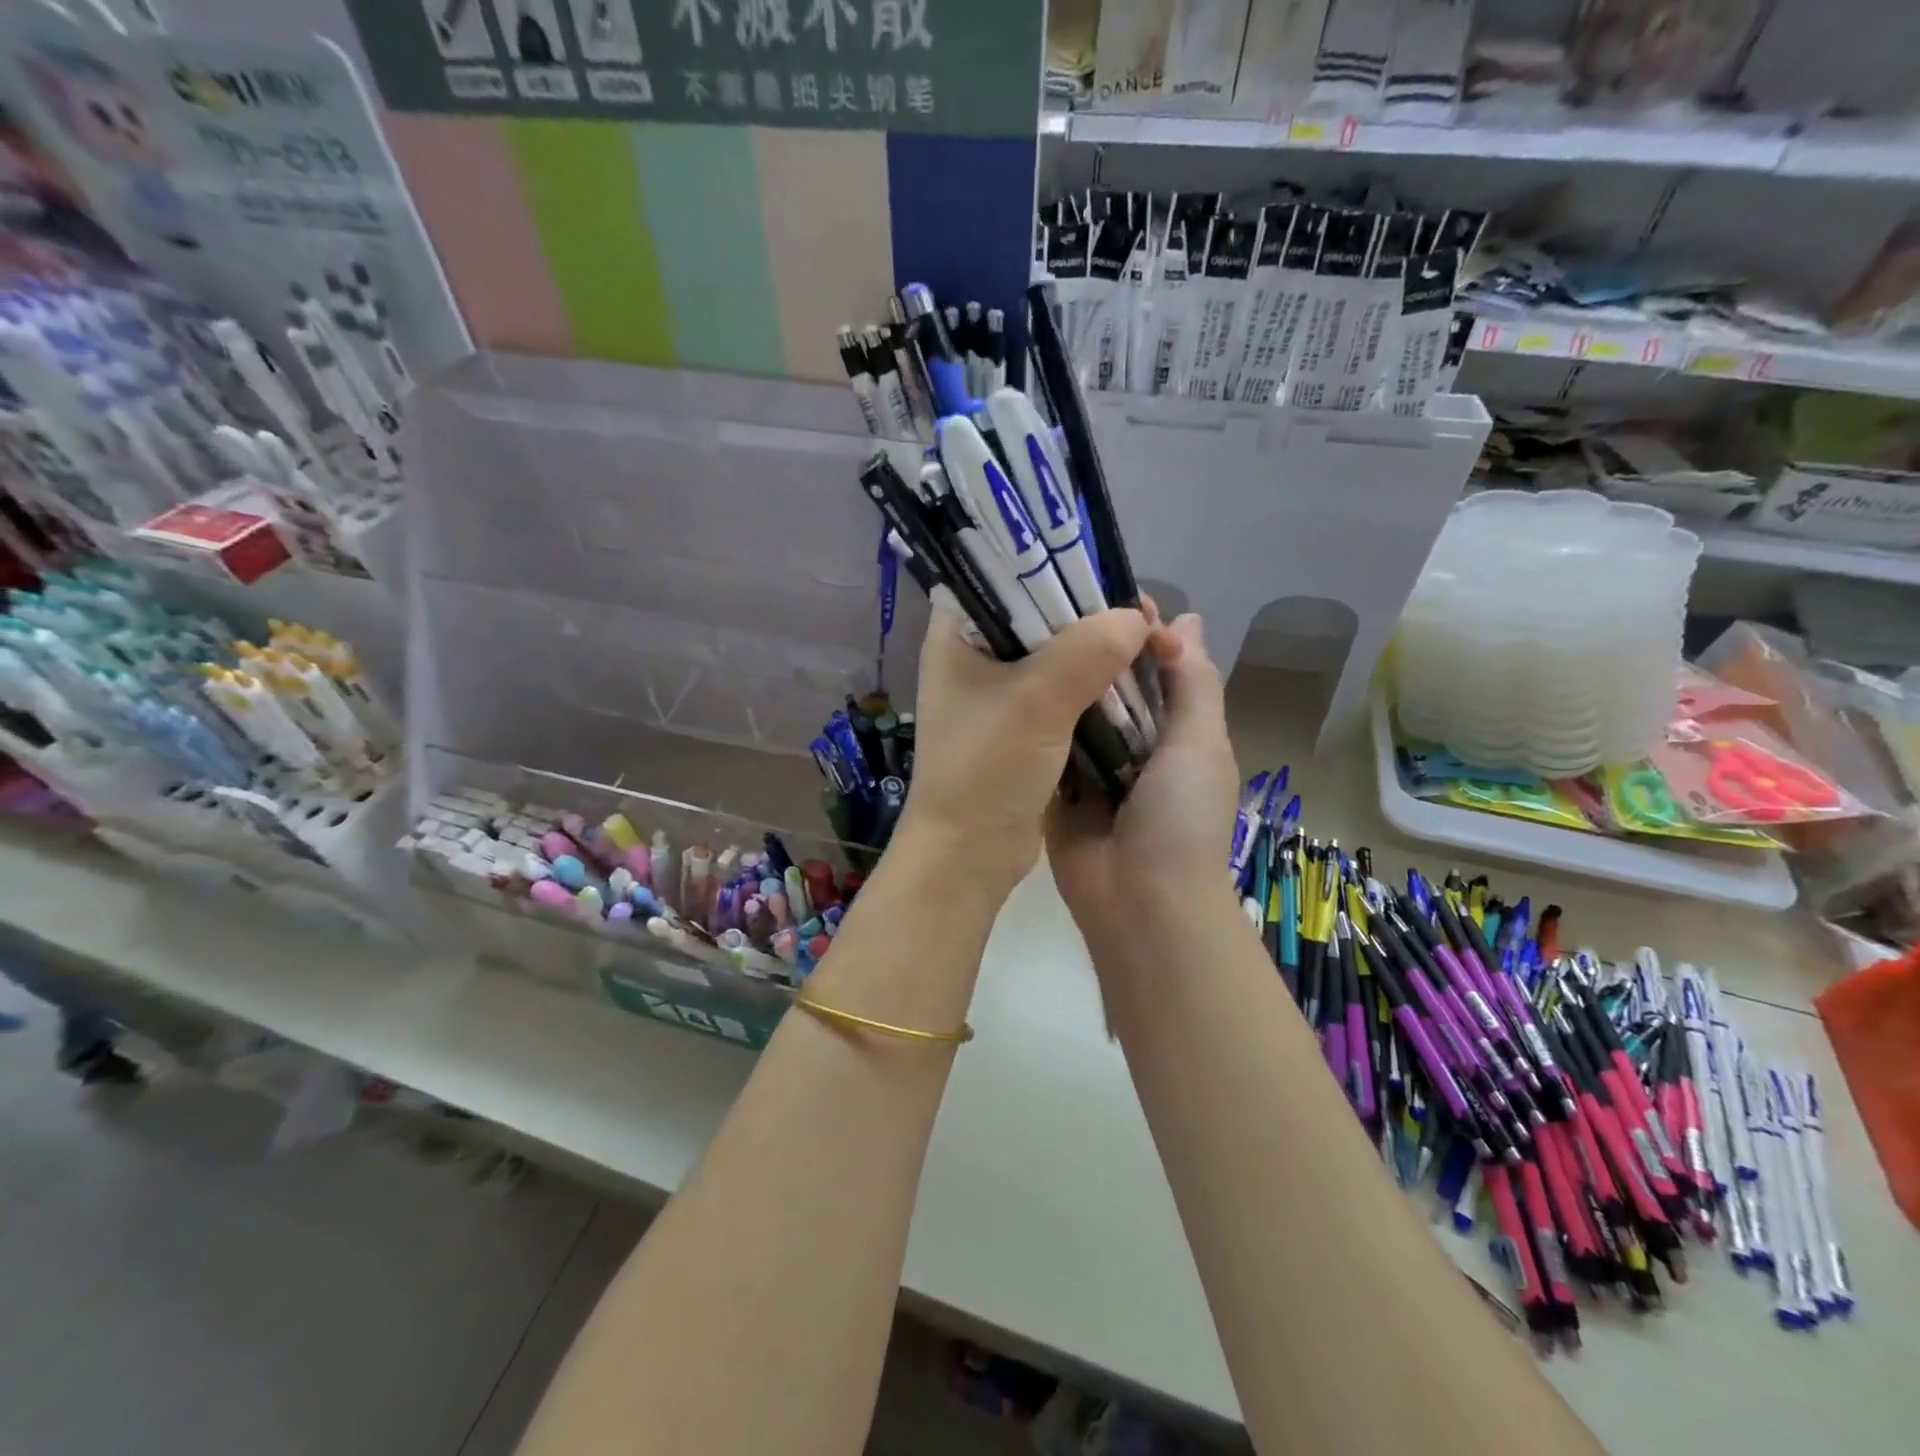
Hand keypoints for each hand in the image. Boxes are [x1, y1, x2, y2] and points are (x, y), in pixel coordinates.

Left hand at [900, 601, 1152, 899]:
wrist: (969, 854)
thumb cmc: (987, 769)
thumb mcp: (1037, 702)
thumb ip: (1088, 651)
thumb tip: (1136, 620)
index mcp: (958, 635)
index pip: (1006, 575)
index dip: (1060, 567)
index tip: (1111, 577)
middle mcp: (975, 656)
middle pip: (1041, 613)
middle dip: (1095, 614)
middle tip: (1146, 618)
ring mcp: (999, 693)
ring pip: (1059, 653)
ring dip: (1102, 651)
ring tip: (1151, 644)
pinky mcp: (1022, 725)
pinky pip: (1065, 690)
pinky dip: (1097, 685)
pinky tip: (1134, 681)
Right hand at [1046, 613, 1241, 975]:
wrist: (1138, 904)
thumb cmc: (1181, 818)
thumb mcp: (1201, 743)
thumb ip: (1193, 683)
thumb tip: (1182, 619)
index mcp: (1176, 729)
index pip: (1157, 664)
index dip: (1135, 628)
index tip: (1098, 588)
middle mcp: (1134, 742)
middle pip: (1110, 684)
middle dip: (1086, 649)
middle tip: (1041, 603)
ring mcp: (1092, 766)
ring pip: (1073, 710)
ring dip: (1055, 680)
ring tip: (1013, 629)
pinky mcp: (1056, 788)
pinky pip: (1044, 745)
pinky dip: (1031, 720)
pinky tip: (1001, 681)